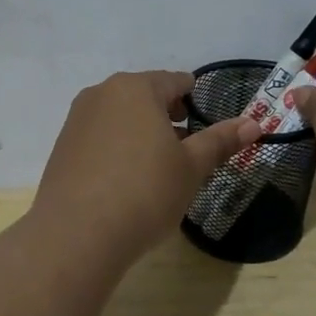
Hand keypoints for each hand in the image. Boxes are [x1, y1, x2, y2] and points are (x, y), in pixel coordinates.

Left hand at [31, 71, 257, 267]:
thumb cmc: (145, 192)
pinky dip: (116, 148)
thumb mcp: (191, 168)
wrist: (77, 234)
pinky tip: (125, 180)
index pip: (174, 81)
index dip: (193, 98)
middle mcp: (101, 94)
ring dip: (140, 132)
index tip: (205, 121)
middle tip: (185, 147)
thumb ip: (220, 141)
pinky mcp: (62, 148)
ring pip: (119, 117)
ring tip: (157, 166)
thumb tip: (253, 123)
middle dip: (166, 116)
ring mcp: (76, 120)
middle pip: (143, 96)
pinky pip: (99, 138)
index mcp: (136, 88)